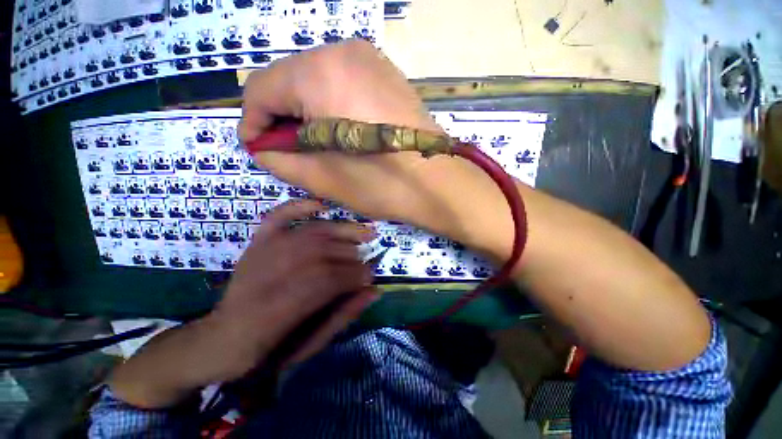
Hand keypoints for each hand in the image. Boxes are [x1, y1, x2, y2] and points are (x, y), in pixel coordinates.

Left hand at [110, 200, 377, 407]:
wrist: (223, 339)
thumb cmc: (269, 348)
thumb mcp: (311, 344)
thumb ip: (343, 315)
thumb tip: (374, 290)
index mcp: (281, 308)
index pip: (331, 279)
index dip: (356, 275)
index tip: (371, 276)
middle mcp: (271, 272)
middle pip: (323, 252)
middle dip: (352, 255)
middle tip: (366, 260)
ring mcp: (263, 252)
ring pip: (312, 233)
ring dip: (341, 232)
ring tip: (361, 234)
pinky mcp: (258, 243)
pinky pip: (279, 216)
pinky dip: (300, 206)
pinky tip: (321, 205)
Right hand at [238, 39, 514, 261]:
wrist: (439, 183)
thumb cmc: (383, 184)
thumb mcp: (323, 178)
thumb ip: (280, 159)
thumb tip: (263, 147)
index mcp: (319, 75)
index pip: (260, 90)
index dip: (253, 122)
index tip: (259, 149)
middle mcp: (342, 53)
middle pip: (287, 80)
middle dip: (282, 117)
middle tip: (291, 151)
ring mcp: (369, 59)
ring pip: (314, 80)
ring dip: (306, 112)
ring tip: (318, 145)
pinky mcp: (385, 73)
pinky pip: (341, 82)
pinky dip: (330, 105)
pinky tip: (341, 132)